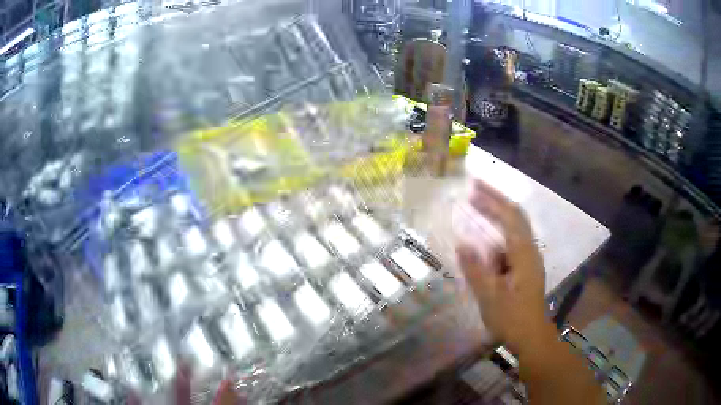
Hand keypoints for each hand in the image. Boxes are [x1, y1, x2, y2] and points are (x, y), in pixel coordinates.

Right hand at [456, 179, 549, 352]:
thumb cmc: (512, 318)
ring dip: (496, 218)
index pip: (509, 216)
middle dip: (495, 201)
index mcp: (523, 253)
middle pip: (515, 216)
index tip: (473, 187)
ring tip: (476, 212)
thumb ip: (476, 269)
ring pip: (514, 230)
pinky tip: (484, 246)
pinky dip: (497, 237)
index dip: (492, 199)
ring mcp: (529, 260)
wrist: (532, 337)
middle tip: (473, 191)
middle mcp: (530, 250)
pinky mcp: (526, 269)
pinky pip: (511, 244)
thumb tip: (462, 243)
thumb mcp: (490, 296)